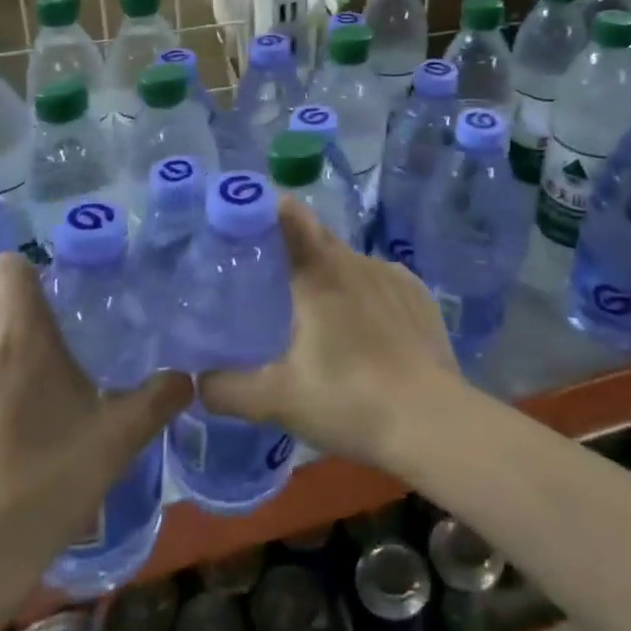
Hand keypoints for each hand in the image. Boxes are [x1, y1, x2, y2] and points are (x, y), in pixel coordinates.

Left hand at [0, 252, 190, 595]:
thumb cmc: (49, 484)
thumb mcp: (118, 439)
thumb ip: (159, 398)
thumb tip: (185, 379)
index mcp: (20, 335)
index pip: (9, 267)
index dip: (27, 275)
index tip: (48, 303)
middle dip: (11, 323)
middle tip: (40, 363)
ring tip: (5, 422)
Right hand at [200, 199, 458, 469]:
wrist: (431, 422)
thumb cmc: (348, 400)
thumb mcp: (277, 400)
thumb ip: (228, 389)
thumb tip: (198, 381)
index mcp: (318, 273)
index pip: (290, 216)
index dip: (267, 208)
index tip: (248, 219)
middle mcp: (354, 260)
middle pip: (317, 239)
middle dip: (294, 251)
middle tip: (274, 284)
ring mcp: (391, 274)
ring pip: (349, 264)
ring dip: (332, 280)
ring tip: (324, 322)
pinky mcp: (418, 294)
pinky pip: (380, 283)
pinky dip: (366, 297)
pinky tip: (367, 336)